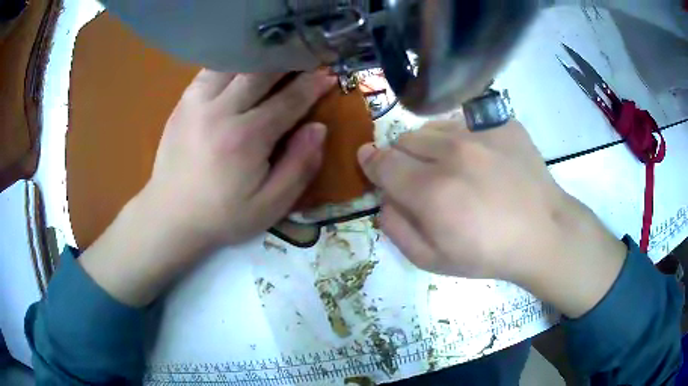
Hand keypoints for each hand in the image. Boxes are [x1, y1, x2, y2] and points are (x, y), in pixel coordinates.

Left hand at [145, 70, 335, 247]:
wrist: (170, 217)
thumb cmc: (223, 216)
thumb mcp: (271, 205)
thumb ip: (299, 166)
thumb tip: (318, 128)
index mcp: (246, 138)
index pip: (289, 100)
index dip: (313, 85)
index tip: (329, 74)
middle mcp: (221, 111)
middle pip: (261, 72)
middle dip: (289, 61)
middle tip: (305, 58)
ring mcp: (197, 103)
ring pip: (234, 64)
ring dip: (259, 58)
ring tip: (275, 58)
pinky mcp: (183, 103)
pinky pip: (211, 71)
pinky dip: (231, 63)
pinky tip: (241, 68)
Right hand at [358, 119, 626, 316]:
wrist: (543, 233)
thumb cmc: (488, 254)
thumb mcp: (432, 260)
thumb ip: (396, 229)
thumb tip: (383, 199)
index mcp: (431, 191)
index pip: (382, 162)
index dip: (371, 162)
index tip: (370, 163)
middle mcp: (451, 153)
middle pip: (403, 140)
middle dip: (402, 158)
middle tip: (421, 178)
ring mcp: (479, 132)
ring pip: (431, 127)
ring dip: (430, 146)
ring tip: (452, 168)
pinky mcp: (501, 122)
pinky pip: (464, 121)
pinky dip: (460, 137)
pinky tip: (479, 159)